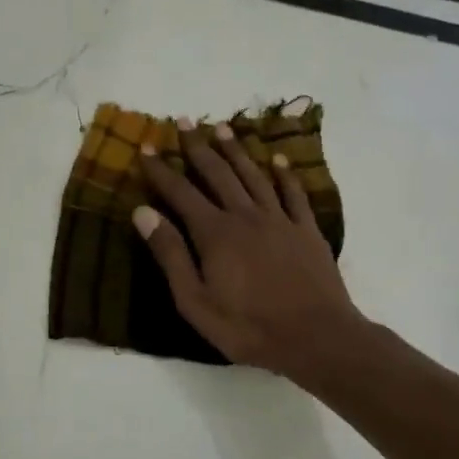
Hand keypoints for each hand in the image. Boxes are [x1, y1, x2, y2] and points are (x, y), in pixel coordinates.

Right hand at [135, 121, 366, 381]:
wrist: (315, 336)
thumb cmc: (247, 326)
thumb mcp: (195, 300)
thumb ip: (170, 254)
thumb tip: (143, 212)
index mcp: (215, 233)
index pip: (180, 192)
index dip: (161, 169)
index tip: (145, 146)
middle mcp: (246, 216)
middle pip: (218, 174)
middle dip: (198, 147)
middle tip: (185, 122)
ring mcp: (280, 220)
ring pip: (254, 176)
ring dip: (237, 151)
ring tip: (223, 129)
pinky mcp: (307, 230)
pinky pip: (294, 194)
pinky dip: (284, 175)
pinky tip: (278, 161)